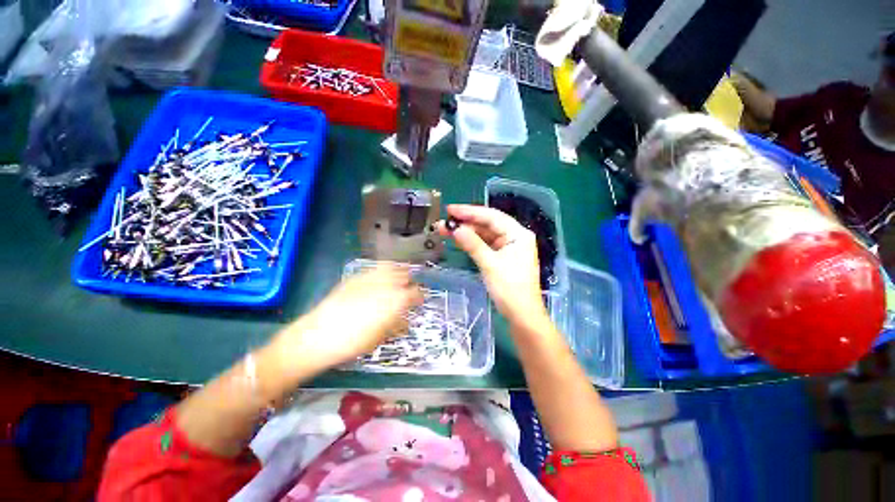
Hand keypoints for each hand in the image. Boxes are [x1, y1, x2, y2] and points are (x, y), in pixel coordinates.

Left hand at [271, 266, 422, 373]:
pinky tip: (382, 275)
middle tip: (409, 289)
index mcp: (395, 302)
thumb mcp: (380, 337)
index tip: (419, 300)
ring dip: (399, 272)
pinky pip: (375, 268)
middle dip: (410, 282)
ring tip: (400, 277)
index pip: (415, 293)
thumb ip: (396, 325)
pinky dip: (384, 270)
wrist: (318, 336)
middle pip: (405, 276)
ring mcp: (370, 278)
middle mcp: (386, 285)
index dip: (420, 296)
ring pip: (391, 267)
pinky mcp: (356, 277)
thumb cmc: (353, 343)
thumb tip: (405, 320)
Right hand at [437, 204, 547, 326]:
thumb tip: (455, 229)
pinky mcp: (502, 257)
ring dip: (466, 232)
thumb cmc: (510, 289)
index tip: (450, 209)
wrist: (522, 315)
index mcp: (518, 234)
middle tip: (444, 222)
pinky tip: (458, 239)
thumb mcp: (490, 265)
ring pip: (485, 234)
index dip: (470, 212)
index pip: (492, 217)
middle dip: (466, 222)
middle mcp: (514, 236)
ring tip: (445, 230)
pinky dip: (472, 242)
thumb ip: (473, 244)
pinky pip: (485, 245)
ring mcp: (508, 247)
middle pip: (487, 224)